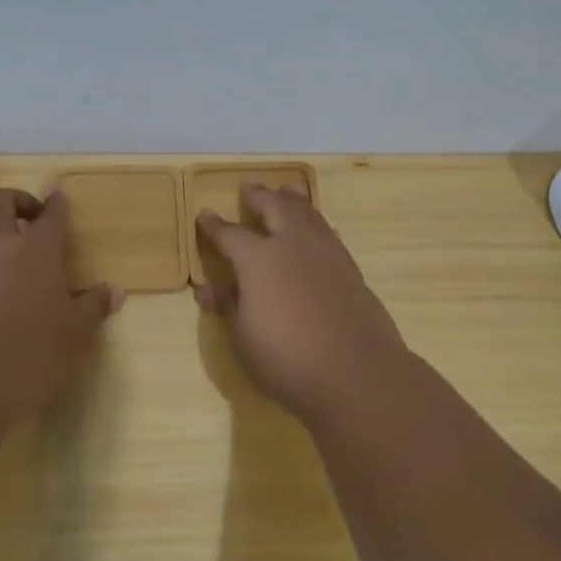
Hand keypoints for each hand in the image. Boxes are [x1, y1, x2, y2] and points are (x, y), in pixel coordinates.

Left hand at [0, 188, 121, 419]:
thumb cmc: (33, 353)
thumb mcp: (76, 335)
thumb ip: (94, 307)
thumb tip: (115, 290)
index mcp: (37, 251)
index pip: (50, 215)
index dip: (56, 204)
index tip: (58, 197)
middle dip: (15, 201)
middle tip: (28, 217)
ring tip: (3, 258)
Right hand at [195, 184, 409, 420]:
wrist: (356, 374)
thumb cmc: (286, 359)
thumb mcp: (243, 338)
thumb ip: (229, 307)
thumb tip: (208, 290)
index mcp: (259, 259)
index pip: (230, 234)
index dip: (214, 225)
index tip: (204, 214)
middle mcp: (293, 245)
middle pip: (276, 208)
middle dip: (260, 196)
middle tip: (250, 187)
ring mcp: (327, 254)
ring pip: (309, 214)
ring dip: (294, 200)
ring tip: (288, 190)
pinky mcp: (351, 270)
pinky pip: (329, 234)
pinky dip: (317, 223)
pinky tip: (317, 228)